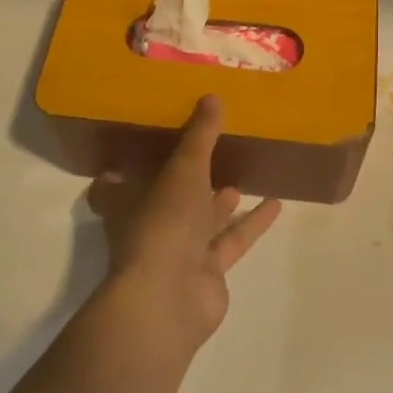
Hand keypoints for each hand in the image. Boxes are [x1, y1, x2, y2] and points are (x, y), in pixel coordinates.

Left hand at [86, 95, 282, 348]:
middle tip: (207, 154)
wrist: (170, 297)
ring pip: (201, 222)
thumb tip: (212, 95)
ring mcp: (178, 253)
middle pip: (165, 201)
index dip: (126, 167)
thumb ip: (200, 136)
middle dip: (184, 182)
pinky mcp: (207, 273)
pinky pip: (231, 242)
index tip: (141, 144)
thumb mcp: (183, 169)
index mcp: (128, 202)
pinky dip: (251, 224)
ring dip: (220, 202)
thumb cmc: (163, 223)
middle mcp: (150, 227)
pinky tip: (275, 204)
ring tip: (242, 175)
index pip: (117, 184)